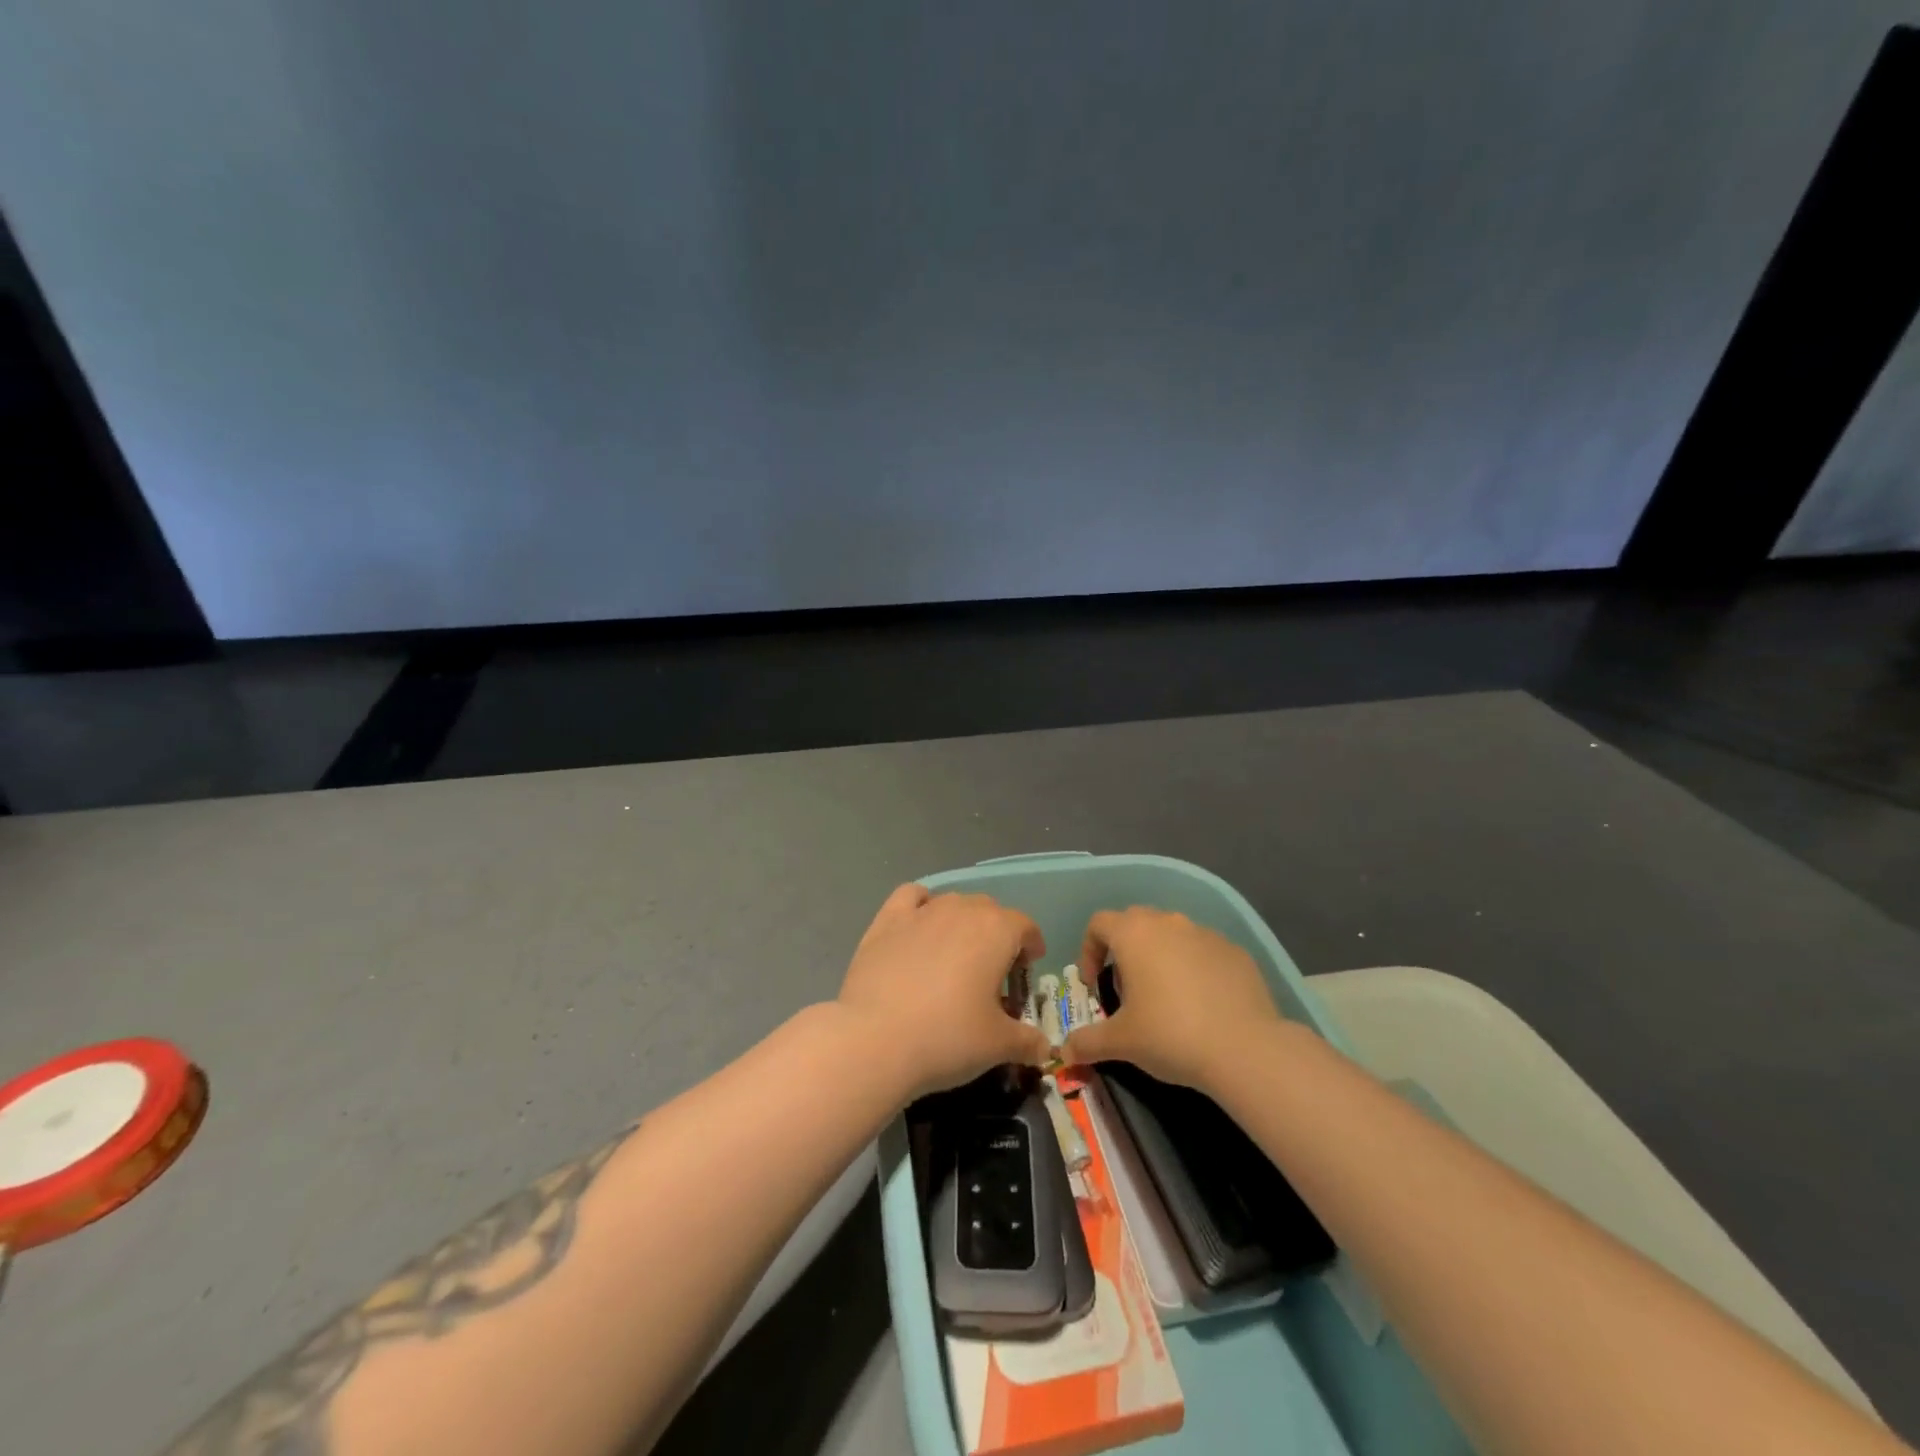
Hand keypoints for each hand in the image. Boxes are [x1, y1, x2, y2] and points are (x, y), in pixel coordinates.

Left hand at [838, 885, 1052, 1098]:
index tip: (1028, 967)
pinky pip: (911, 897)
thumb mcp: (998, 1046)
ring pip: (952, 902)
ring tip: (955, 956)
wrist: (875, 1040)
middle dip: (997, 934)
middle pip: (989, 910)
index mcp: (996, 931)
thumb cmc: (947, 1038)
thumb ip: (1027, 1041)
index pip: (1025, 925)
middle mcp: (961, 910)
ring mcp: (921, 912)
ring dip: (962, 921)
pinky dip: (921, 905)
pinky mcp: (886, 921)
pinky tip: (919, 929)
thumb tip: (1044, 1048)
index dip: (1031, 945)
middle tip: (991, 973)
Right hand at [1059, 906, 1281, 1092]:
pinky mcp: (1235, 951)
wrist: (1245, 1048)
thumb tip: (1064, 1052)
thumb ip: (1087, 1042)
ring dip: (1160, 956)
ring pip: (1172, 934)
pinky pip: (1204, 951)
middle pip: (1135, 922)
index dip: (1089, 951)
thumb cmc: (1170, 1035)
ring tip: (1165, 998)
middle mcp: (1168, 922)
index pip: (1099, 923)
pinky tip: (1202, 1004)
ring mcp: (1205, 933)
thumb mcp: (1121, 1042)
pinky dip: (1194, 968)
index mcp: (1134, 934)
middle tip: (1128, 990)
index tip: (1094, 984)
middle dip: (1124, 950)